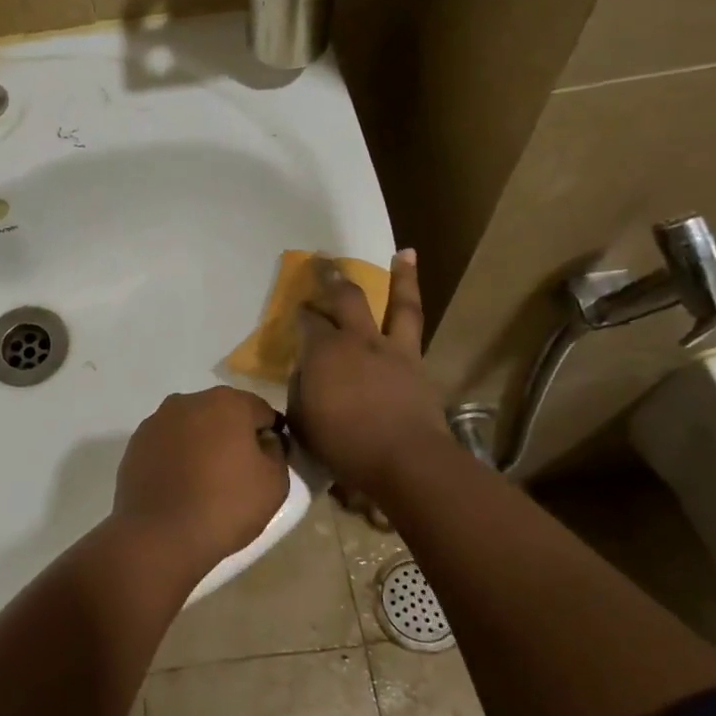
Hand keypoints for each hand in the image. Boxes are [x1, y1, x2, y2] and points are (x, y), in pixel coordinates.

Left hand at [113, 387, 288, 572]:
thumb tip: (265, 441)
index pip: (261, 411)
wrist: (159, 535)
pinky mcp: (136, 442)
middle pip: (223, 414)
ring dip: (202, 444)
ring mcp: (158, 420)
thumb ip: (276, 452)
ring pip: (192, 427)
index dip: (269, 437)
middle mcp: (190, 400)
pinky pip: (167, 444)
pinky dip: (176, 457)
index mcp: (228, 402)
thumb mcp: (274, 483)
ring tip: (205, 483)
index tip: (267, 464)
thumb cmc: (225, 506)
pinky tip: (179, 486)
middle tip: (237, 474)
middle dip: (233, 436)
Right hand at [289, 250, 448, 501]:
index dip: (301, 312)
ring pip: (397, 304)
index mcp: (323, 352)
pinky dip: (415, 309)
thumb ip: (301, 392)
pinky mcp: (417, 364)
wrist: (405, 461)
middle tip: (323, 260)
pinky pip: (415, 328)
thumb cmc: (344, 445)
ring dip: (400, 277)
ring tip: (402, 254)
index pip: (307, 321)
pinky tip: (413, 301)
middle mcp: (357, 340)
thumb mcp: (303, 422)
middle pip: (345, 298)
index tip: (297, 307)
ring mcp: (392, 349)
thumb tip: (304, 376)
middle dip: (331, 277)